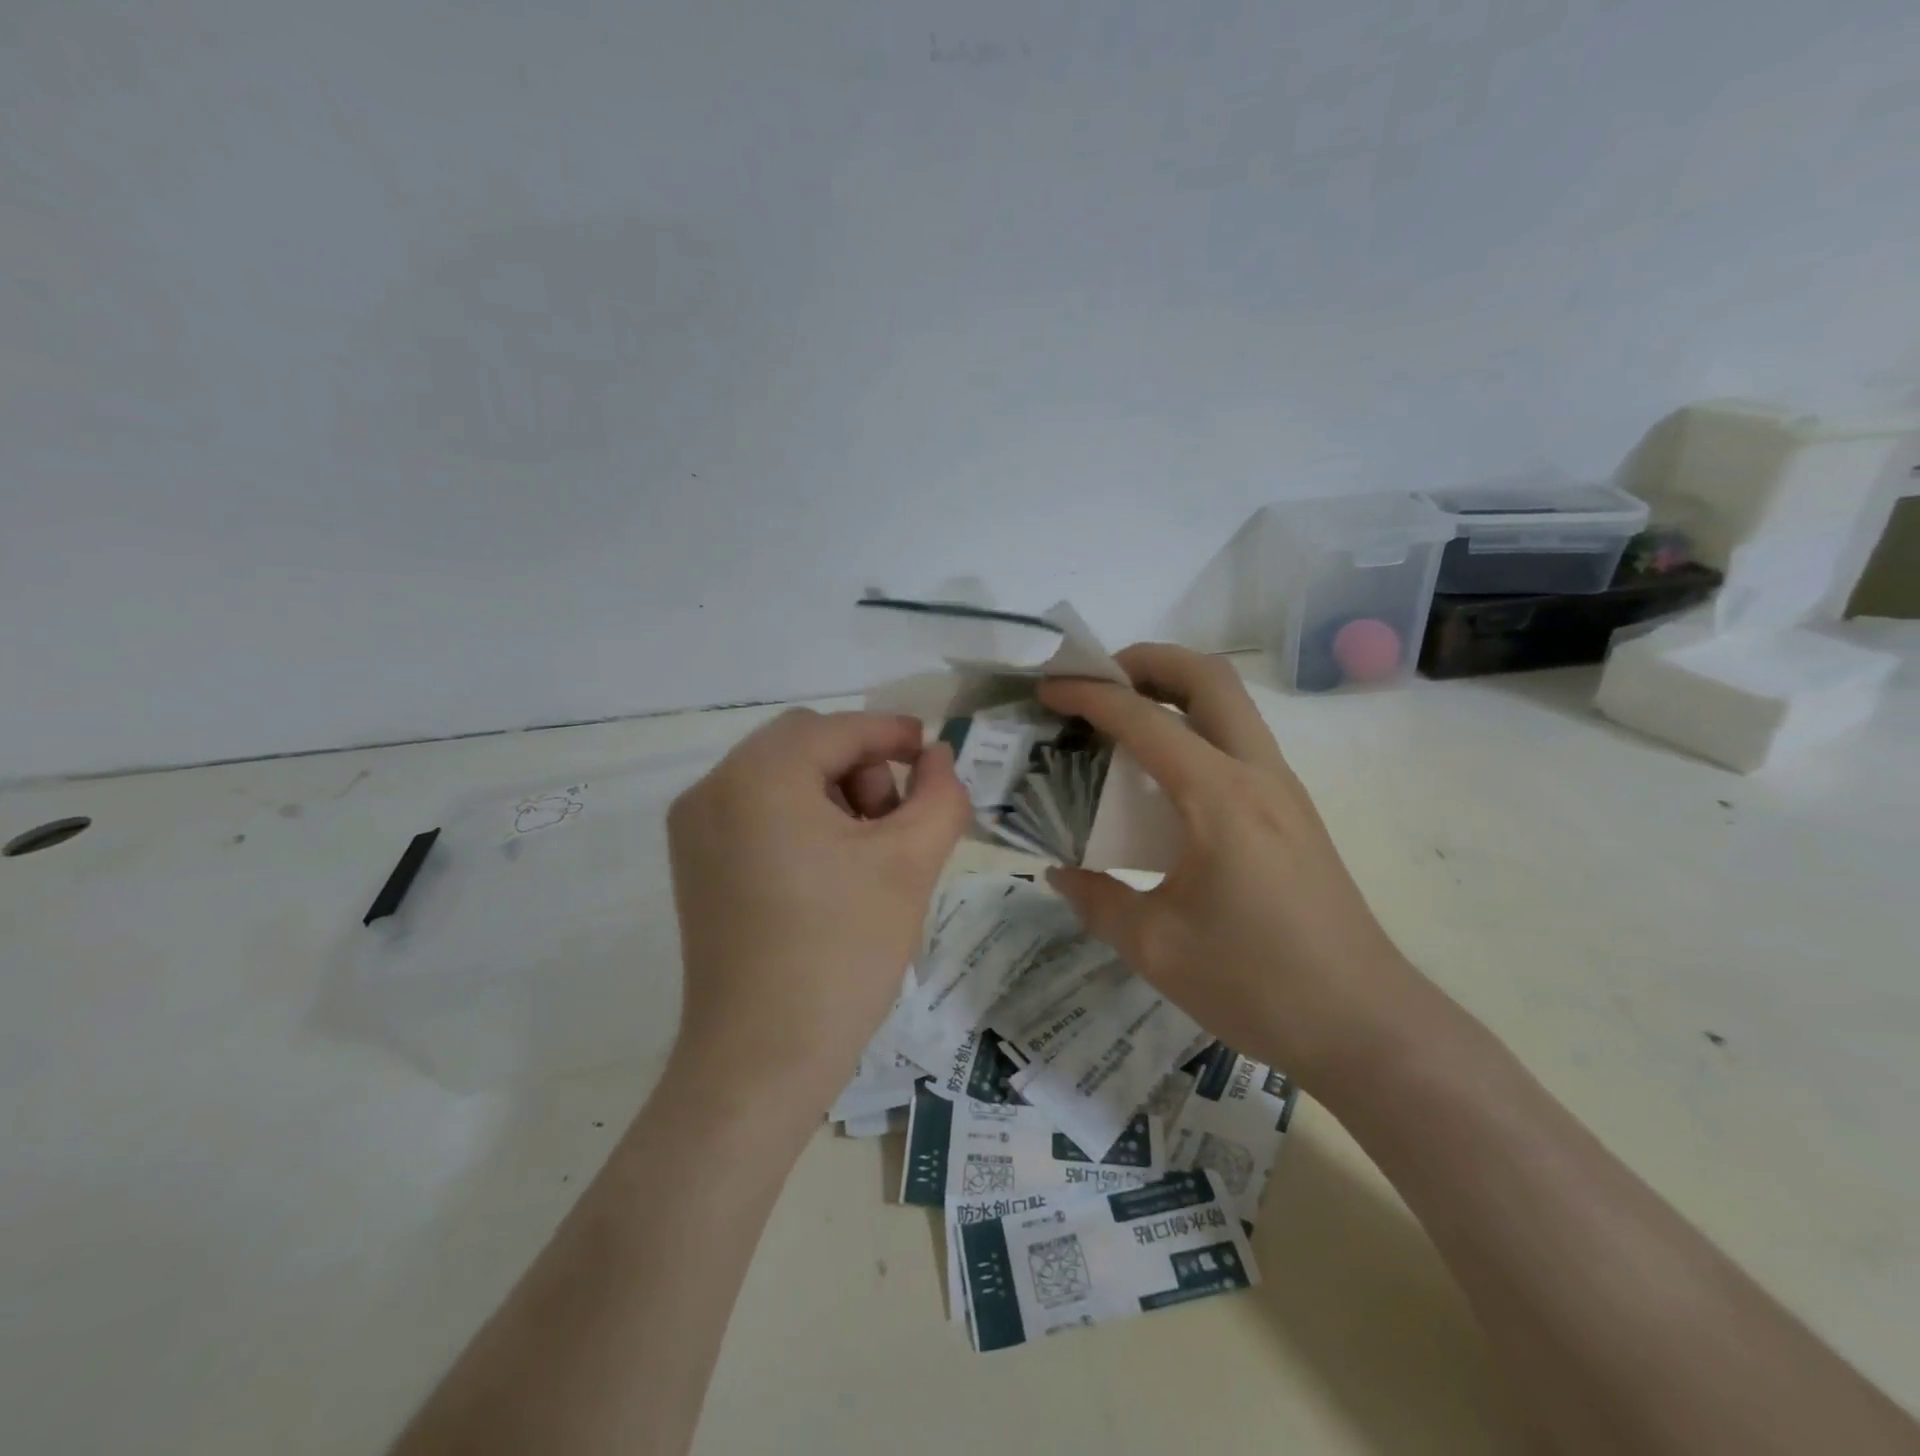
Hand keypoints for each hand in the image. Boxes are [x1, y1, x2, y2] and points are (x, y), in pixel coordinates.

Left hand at [666, 709, 971, 1106]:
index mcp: (759, 776)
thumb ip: (939, 794)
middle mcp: (714, 788)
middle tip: (894, 823)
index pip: (838, 729)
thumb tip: (938, 758)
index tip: (933, 753)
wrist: (761, 1060)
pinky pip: (757, 811)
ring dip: (833, 793)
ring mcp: (695, 829)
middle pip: (805, 744)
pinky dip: (801, 818)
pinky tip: (830, 870)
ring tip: (866, 853)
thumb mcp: (910, 863)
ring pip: (780, 776)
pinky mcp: (695, 865)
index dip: (892, 733)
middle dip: (861, 767)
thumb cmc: (842, 951)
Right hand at [1039, 645, 1422, 1088]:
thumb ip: (1097, 900)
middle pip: (1208, 677)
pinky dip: (1194, 730)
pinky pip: (1238, 742)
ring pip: (1230, 705)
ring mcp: (1283, 790)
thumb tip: (1061, 871)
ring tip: (1121, 720)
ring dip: (1174, 692)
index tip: (1048, 690)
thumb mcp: (1155, 947)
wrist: (1366, 1026)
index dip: (1089, 695)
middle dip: (1147, 661)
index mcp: (1218, 797)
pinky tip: (1162, 778)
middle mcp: (1257, 774)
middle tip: (1098, 682)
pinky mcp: (1293, 813)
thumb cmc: (1257, 984)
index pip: (1143, 719)